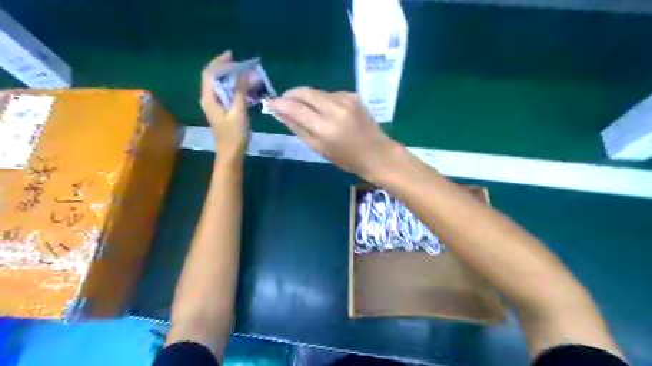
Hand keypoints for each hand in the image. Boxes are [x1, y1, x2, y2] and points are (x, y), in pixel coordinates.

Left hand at [200, 50, 249, 158]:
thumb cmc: (234, 134)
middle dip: (226, 68)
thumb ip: (240, 91)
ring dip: (230, 78)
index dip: (220, 62)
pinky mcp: (220, 111)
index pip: (210, 73)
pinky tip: (243, 88)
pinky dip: (233, 87)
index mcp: (209, 98)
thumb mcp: (239, 111)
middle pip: (213, 77)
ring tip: (244, 74)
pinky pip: (224, 93)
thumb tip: (244, 73)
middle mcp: (208, 99)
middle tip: (241, 64)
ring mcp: (213, 105)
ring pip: (219, 85)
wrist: (231, 153)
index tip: (233, 56)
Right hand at [267, 85, 400, 176]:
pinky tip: (326, 112)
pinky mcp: (353, 95)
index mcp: (325, 127)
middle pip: (305, 92)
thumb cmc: (346, 158)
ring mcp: (346, 99)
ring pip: (316, 92)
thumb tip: (279, 112)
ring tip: (306, 111)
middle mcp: (335, 108)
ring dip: (306, 98)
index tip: (269, 102)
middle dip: (290, 94)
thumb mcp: (318, 148)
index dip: (279, 103)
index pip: (295, 108)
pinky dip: (322, 100)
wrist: (376, 153)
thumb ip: (298, 128)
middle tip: (283, 102)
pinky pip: (330, 94)